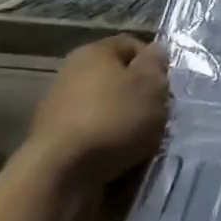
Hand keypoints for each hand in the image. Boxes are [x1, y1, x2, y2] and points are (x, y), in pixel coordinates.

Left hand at [25, 35, 168, 184]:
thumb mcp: (152, 85)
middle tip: (159, 113)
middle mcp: (70, 75)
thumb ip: (157, 64)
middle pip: (118, 80)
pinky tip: (121, 159)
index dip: (155, 63)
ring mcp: (57, 111)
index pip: (132, 45)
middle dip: (140, 96)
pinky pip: (93, 137)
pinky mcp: (53, 144)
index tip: (167, 85)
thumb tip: (155, 51)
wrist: (59, 176)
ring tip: (143, 141)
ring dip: (126, 124)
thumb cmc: (114, 118)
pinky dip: (108, 146)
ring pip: (107, 110)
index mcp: (93, 52)